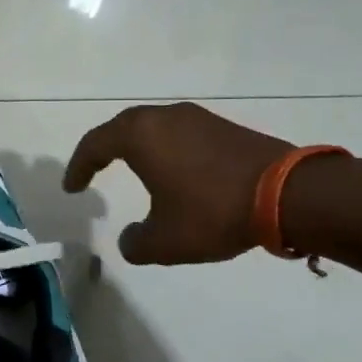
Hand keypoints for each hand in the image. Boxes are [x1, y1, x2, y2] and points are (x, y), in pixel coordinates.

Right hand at [63, 103, 291, 263]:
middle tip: (94, 170)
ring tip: (133, 171)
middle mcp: (165, 118)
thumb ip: (135, 243)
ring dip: (139, 148)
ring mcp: (199, 119)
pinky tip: (175, 174)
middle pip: (123, 128)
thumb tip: (130, 239)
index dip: (78, 167)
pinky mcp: (225, 128)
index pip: (95, 145)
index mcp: (141, 136)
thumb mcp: (164, 241)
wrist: (289, 195)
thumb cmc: (213, 212)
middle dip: (104, 149)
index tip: (72, 188)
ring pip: (155, 128)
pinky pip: (181, 135)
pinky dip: (167, 151)